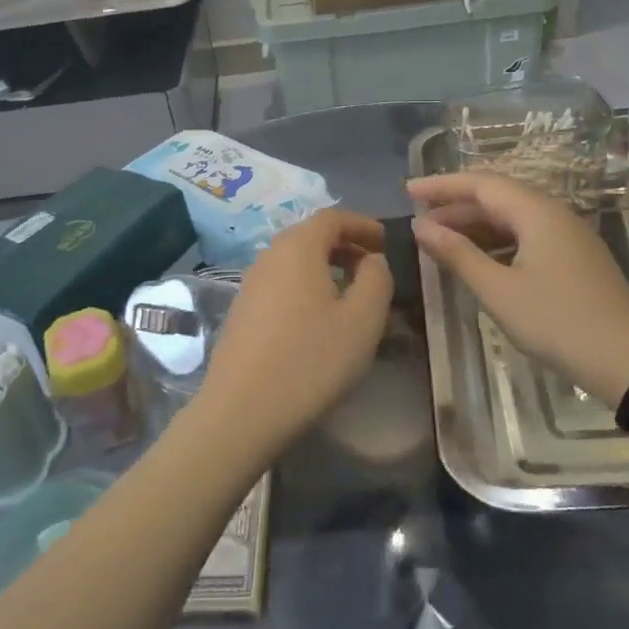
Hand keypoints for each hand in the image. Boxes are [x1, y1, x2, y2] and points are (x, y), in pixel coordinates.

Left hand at [193, 209, 393, 457]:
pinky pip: (281, 285)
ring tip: (351, 296)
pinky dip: (305, 288)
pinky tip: (318, 321)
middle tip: (374, 269)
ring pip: (294, 262)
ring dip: (325, 269)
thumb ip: (377, 278)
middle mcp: (268, 256)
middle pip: (311, 236)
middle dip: (346, 246)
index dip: (363, 225)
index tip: (387, 242)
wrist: (242, 411)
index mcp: (298, 247)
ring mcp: (249, 284)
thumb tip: (372, 260)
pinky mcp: (241, 312)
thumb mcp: (363, 319)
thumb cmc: (311, 360)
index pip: (333, 217)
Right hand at [409, 173, 628, 402]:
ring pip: (512, 219)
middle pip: (497, 198)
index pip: (481, 183)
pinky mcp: (573, 260)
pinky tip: (477, 259)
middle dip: (455, 205)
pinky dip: (495, 242)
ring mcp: (567, 237)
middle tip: (418, 218)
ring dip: (474, 226)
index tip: (408, 190)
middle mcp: (553, 215)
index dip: (442, 185)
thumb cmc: (557, 321)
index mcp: (537, 212)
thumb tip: (421, 226)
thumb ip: (458, 254)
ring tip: (439, 238)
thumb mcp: (499, 290)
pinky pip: (526, 237)